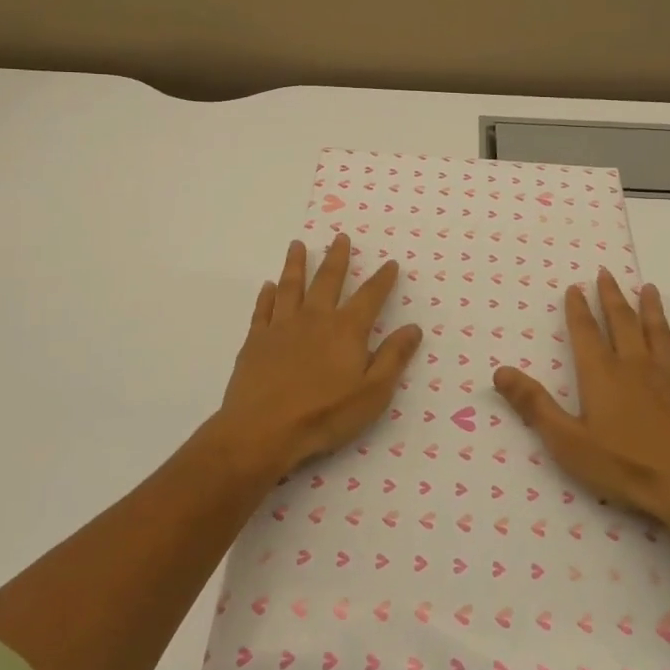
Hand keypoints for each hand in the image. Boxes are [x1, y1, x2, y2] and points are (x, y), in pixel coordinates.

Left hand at [210, 234, 423, 475]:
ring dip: (296, 264)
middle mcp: (315, 318)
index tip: (390, 263)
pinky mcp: (256, 340)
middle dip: (337, 258)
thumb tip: (413, 328)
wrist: (262, 431)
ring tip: (298, 245)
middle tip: (340, 237)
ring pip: (291, 286)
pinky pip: (263, 309)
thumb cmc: (324, 415)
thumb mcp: (373, 393)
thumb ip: (393, 357)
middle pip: (328, 280)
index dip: (382, 279)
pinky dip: (267, 295)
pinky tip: (268, 286)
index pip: (370, 297)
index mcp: (346, 330)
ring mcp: (282, 327)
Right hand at [493, 271, 669, 531]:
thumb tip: (500, 372)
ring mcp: (668, 376)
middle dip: (611, 296)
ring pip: (656, 330)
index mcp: (602, 373)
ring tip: (647, 288)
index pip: (586, 331)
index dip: (578, 308)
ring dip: (649, 307)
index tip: (575, 287)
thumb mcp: (568, 442)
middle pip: (622, 321)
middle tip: (606, 273)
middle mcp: (634, 364)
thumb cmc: (625, 465)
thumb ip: (534, 405)